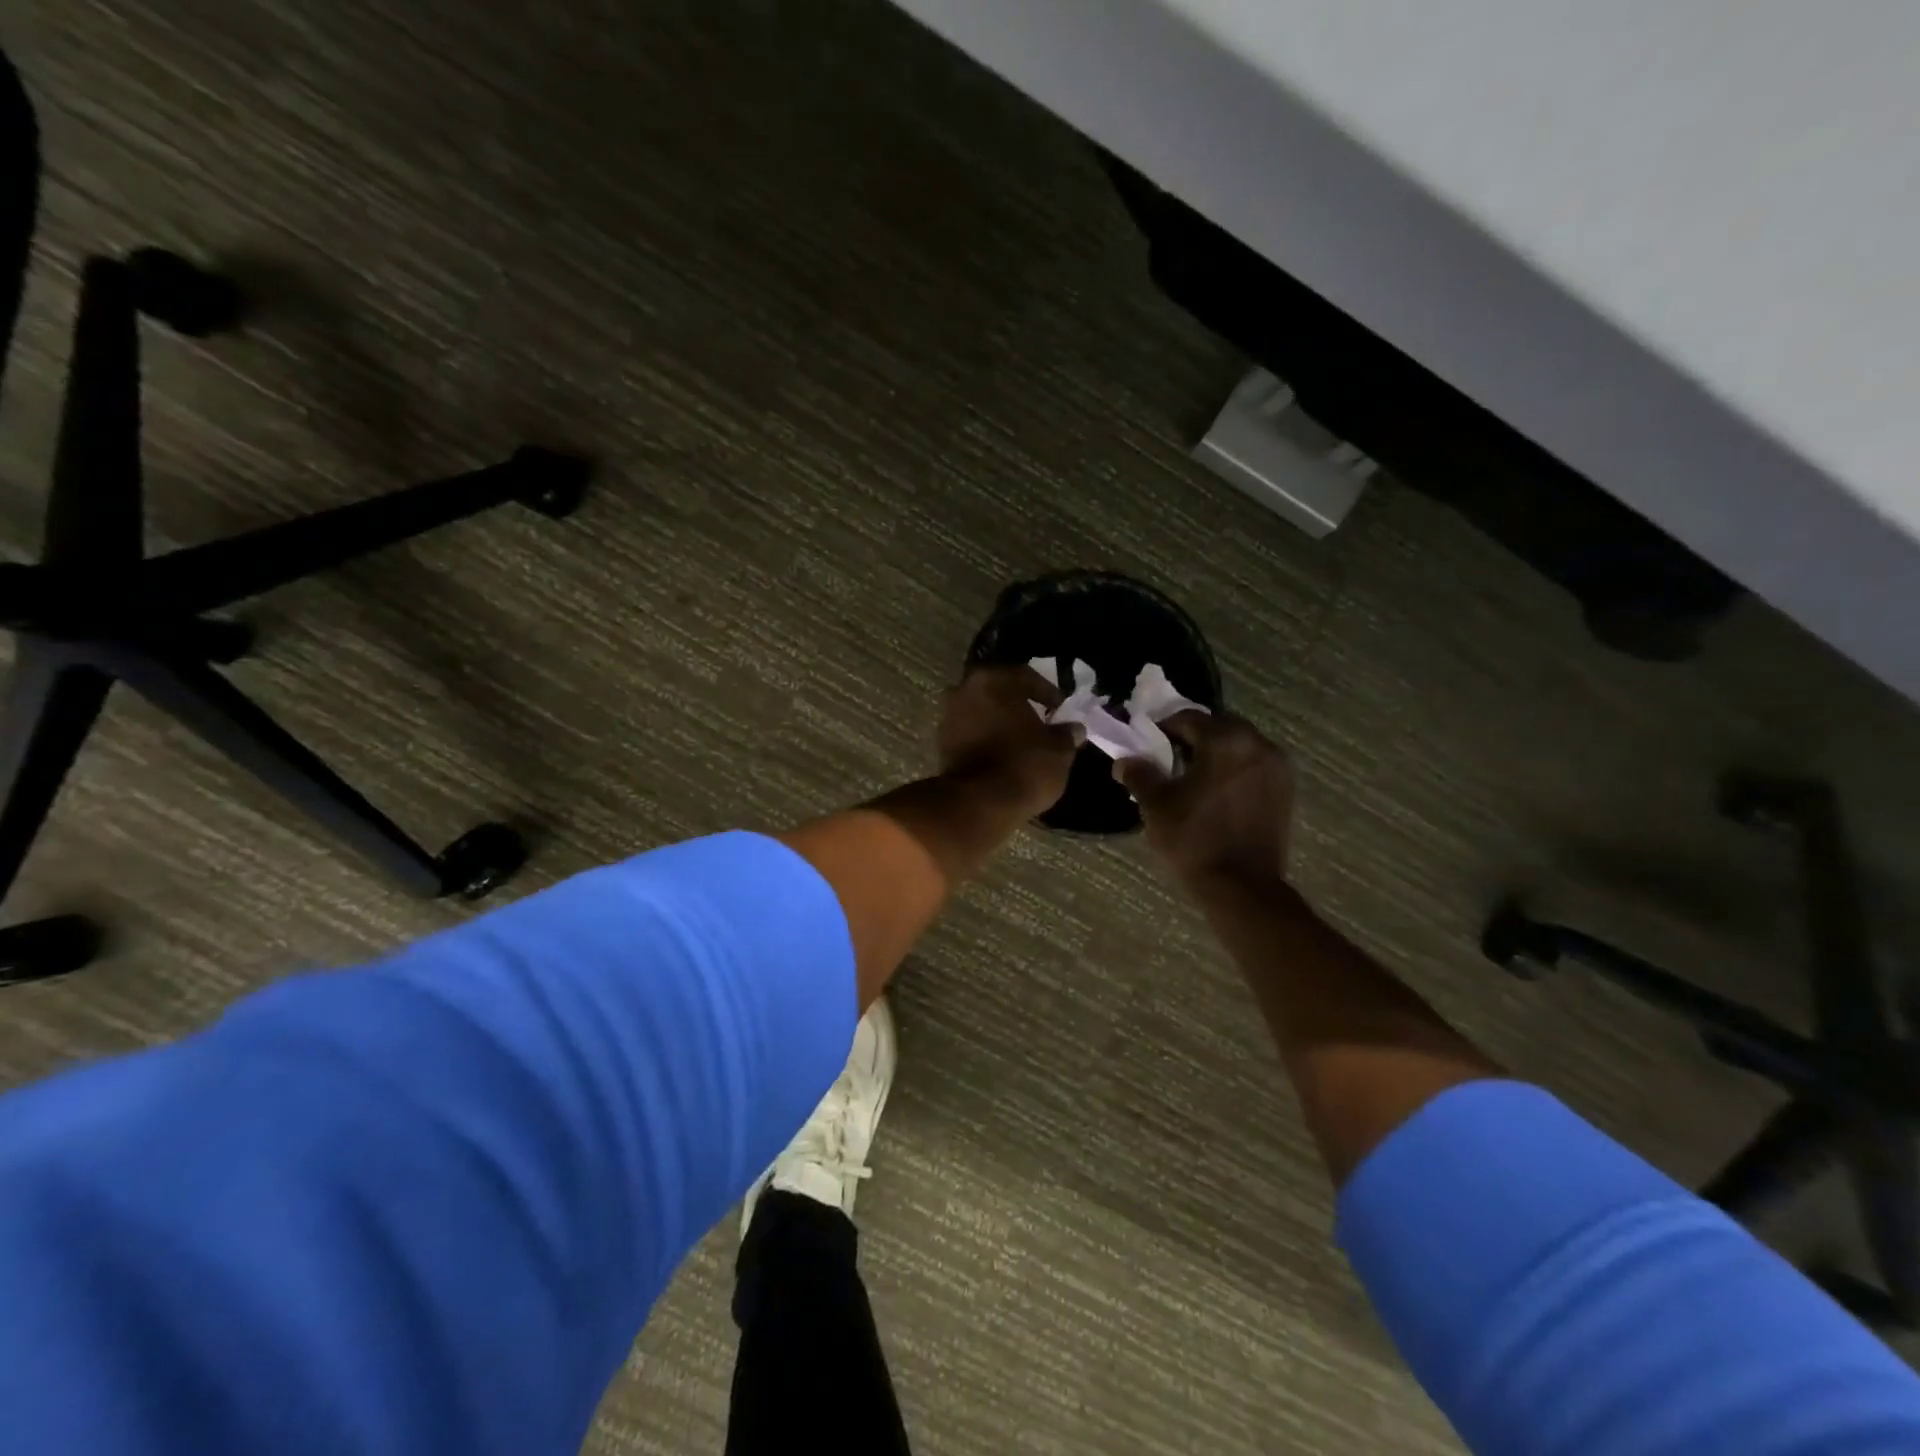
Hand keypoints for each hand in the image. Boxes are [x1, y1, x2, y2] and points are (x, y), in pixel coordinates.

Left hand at [937, 665, 1081, 817]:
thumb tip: (1074, 729)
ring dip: (998, 721)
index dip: (1047, 692)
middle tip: (1038, 720)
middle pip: (997, 691)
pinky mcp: (940, 744)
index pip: (1025, 676)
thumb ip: (1066, 734)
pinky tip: (1001, 753)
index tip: (1060, 708)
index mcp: (993, 680)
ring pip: (980, 711)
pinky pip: (969, 733)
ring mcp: (947, 717)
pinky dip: (985, 739)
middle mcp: (963, 690)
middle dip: (1017, 704)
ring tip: (1020, 740)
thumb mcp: (1058, 750)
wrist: (979, 804)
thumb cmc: (1024, 766)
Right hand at [1115, 712, 1293, 886]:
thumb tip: (1125, 760)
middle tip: (1167, 760)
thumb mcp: (1156, 804)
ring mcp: (1277, 768)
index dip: (1162, 729)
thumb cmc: (1194, 839)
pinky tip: (1215, 793)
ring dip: (1215, 754)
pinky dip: (1233, 771)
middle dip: (1192, 739)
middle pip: (1218, 728)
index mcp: (1226, 740)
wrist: (1242, 887)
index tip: (1146, 745)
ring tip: (1192, 778)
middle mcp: (1258, 744)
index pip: (1187, 718)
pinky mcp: (1285, 791)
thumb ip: (1139, 773)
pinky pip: (1253, 767)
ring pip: (1238, 747)